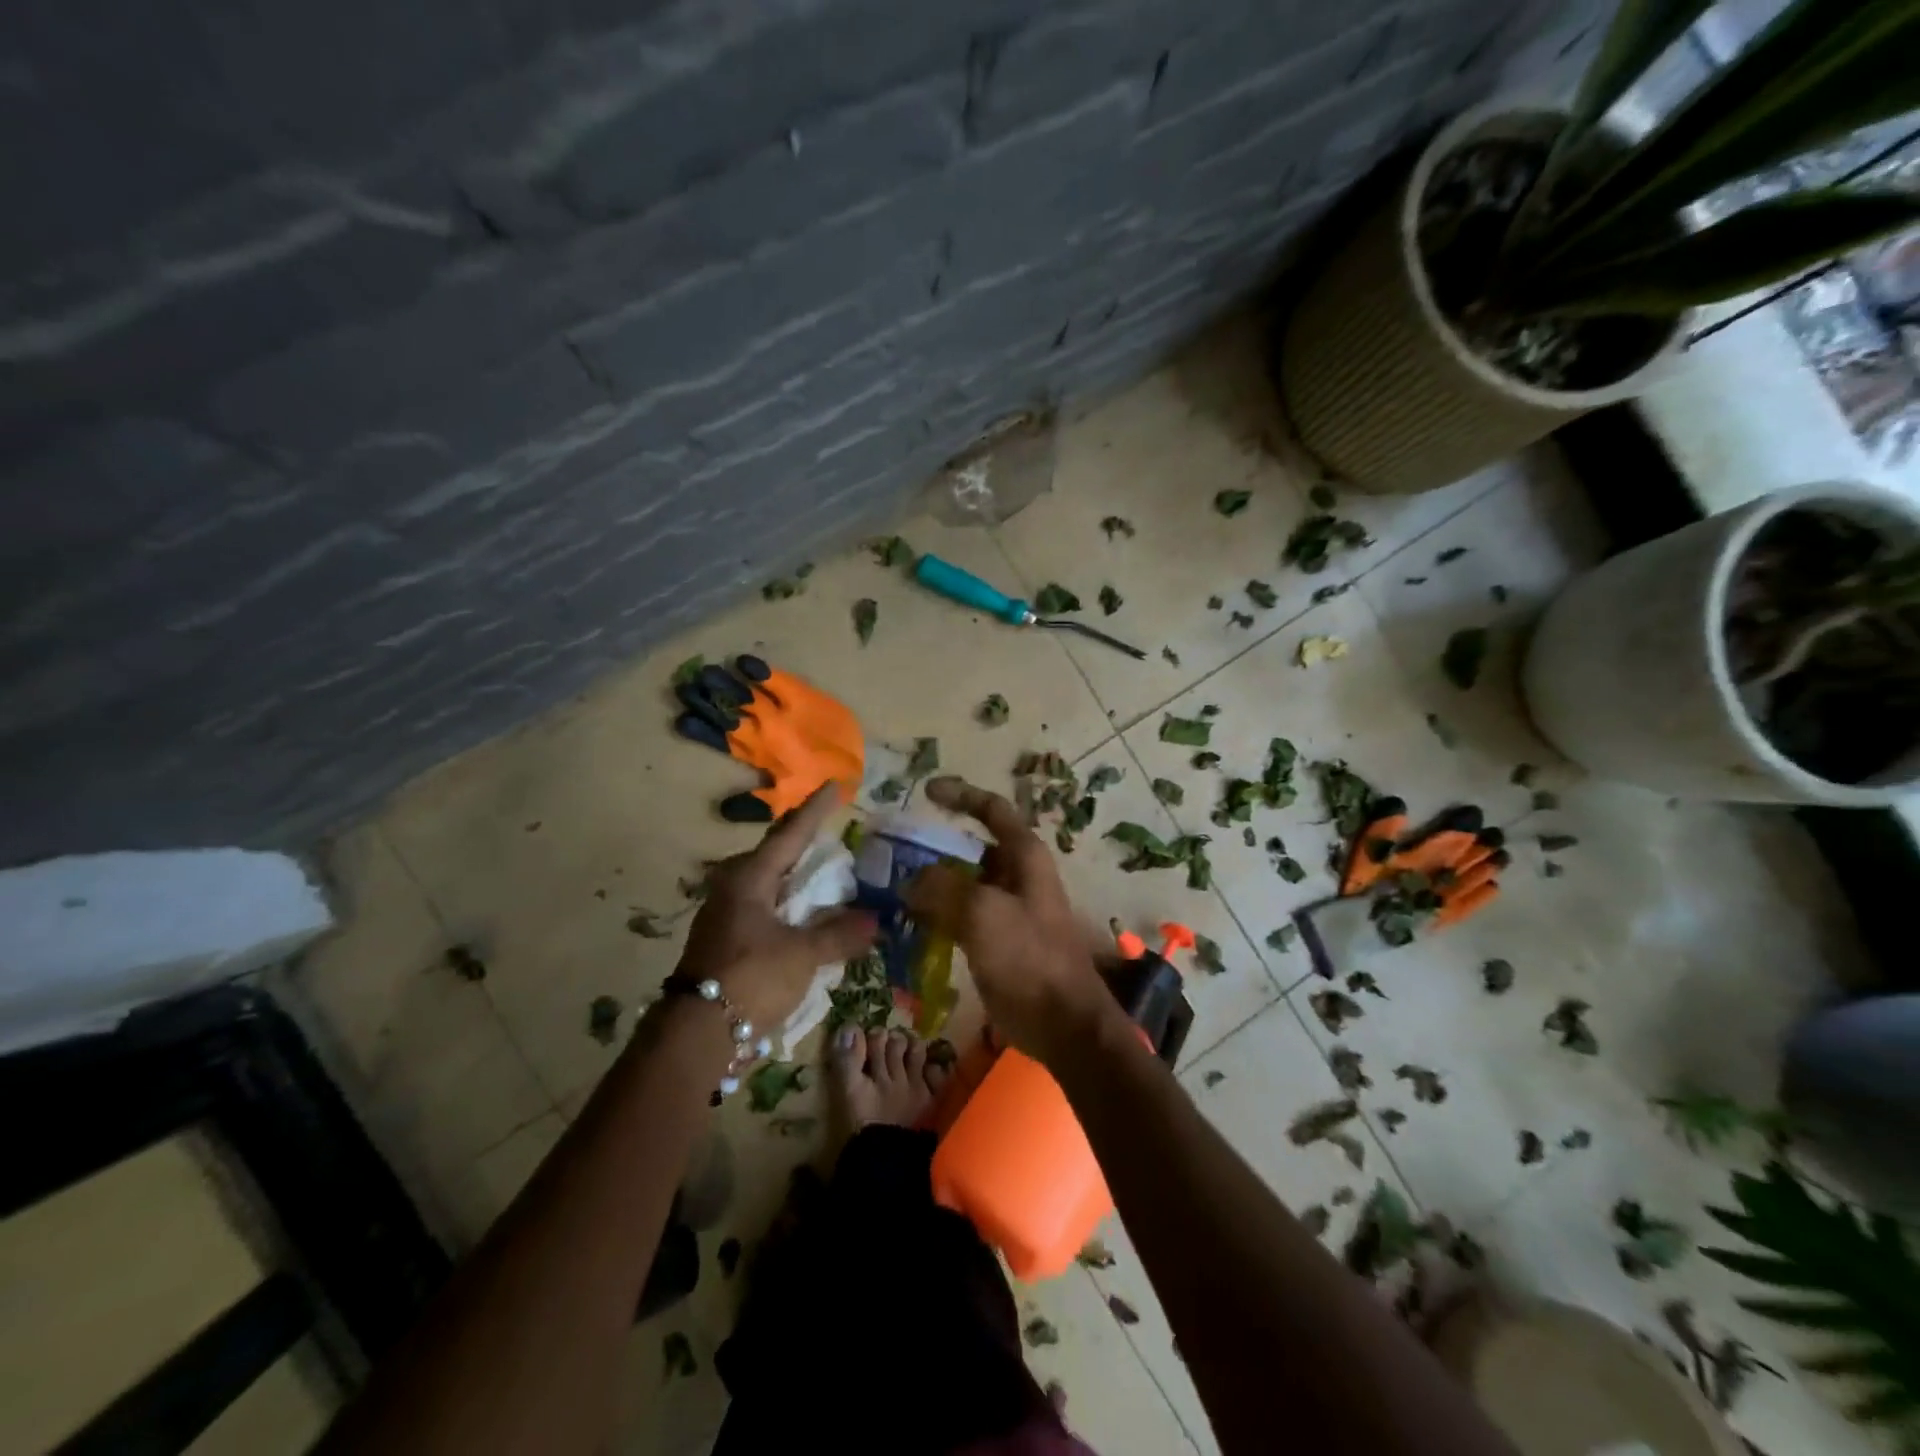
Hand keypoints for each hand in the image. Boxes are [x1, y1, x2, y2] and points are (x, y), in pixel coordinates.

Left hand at [676, 785, 875, 1032]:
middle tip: (829, 826)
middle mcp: (735, 886)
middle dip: (802, 839)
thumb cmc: (750, 979)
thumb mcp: (802, 955)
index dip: (816, 810)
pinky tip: (804, 912)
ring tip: (823, 868)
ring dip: (795, 874)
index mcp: (750, 878)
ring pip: (768, 880)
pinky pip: (765, 905)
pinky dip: (789, 902)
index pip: (791, 833)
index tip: (835, 785)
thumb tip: (874, 921)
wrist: (696, 1034)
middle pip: (775, 852)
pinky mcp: (727, 937)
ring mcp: (727, 912)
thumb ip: (838, 935)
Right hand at [906, 776, 1116, 1061]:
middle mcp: (1018, 875)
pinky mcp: (999, 940)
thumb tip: (910, 880)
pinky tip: (910, 924)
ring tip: (892, 888)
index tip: (926, 791)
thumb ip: (942, 887)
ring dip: (932, 884)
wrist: (1063, 1022)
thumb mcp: (982, 914)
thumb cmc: (1029, 958)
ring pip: (964, 884)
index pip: (991, 810)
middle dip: (935, 848)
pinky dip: (938, 914)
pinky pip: (962, 916)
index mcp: (1024, 856)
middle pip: (972, 848)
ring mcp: (1008, 909)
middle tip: (894, 853)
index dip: (961, 794)